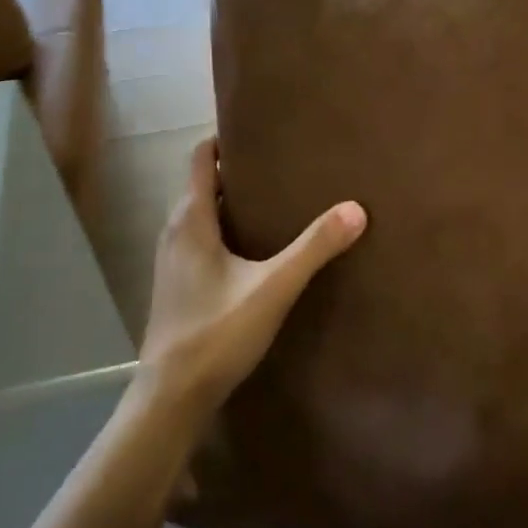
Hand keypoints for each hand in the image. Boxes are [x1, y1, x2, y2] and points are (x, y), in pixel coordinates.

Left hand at [139, 137, 365, 416]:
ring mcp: (173, 261)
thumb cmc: (217, 333)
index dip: (225, 138)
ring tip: (279, 198)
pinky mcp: (179, 285)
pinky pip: (203, 239)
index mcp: (190, 220)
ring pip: (204, 214)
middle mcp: (175, 232)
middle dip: (239, 169)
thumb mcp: (274, 287)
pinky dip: (228, 229)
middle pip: (204, 183)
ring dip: (234, 201)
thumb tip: (356, 208)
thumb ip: (314, 247)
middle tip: (284, 162)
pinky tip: (259, 247)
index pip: (201, 158)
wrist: (171, 397)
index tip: (260, 130)